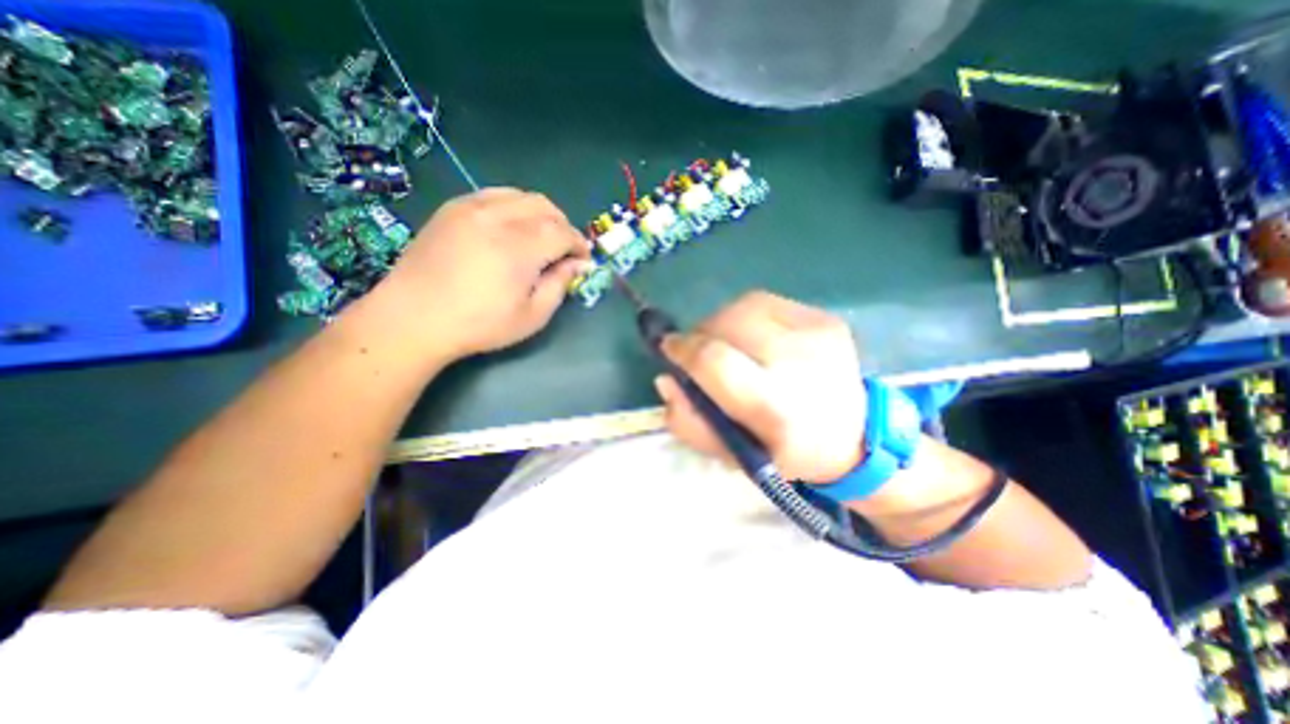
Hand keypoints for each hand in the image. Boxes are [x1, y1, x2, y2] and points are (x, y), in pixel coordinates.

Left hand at [366, 189, 590, 360]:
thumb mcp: (531, 316)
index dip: (579, 244)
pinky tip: (512, 228)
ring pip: (520, 195)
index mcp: (518, 248)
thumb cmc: (479, 325)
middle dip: (563, 225)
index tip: (584, 259)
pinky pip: (494, 195)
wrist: (413, 318)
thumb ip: (559, 285)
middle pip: (545, 206)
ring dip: (540, 213)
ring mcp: (470, 208)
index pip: (562, 232)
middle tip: (565, 249)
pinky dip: (514, 206)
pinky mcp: (452, 208)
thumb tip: (579, 264)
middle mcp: (497, 218)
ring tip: (541, 236)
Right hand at [655, 293, 864, 482]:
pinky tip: (753, 337)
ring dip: (722, 323)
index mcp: (775, 407)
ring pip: (743, 306)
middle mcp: (799, 362)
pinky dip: (745, 316)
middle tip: (699, 352)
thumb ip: (689, 422)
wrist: (854, 435)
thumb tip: (666, 378)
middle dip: (701, 334)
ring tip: (728, 345)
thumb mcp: (731, 454)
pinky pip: (765, 302)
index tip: (669, 349)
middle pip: (727, 322)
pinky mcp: (824, 317)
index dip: (683, 350)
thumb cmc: (784, 452)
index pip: (714, 361)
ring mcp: (817, 332)